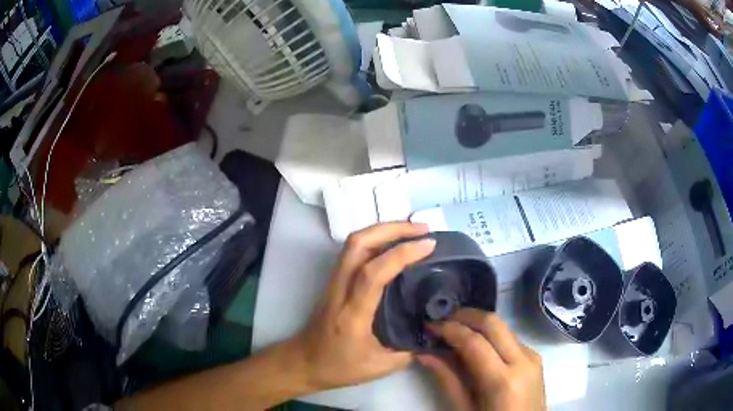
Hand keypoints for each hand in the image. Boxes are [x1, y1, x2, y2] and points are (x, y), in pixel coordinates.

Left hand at [290, 222, 435, 390]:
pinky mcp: (334, 281)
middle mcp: (340, 290)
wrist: (303, 361)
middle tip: (422, 230)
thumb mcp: (378, 367)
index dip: (402, 253)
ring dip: (383, 230)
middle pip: (358, 244)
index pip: (374, 273)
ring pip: (353, 243)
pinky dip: (376, 240)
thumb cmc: (337, 366)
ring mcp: (334, 282)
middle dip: (392, 229)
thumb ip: (407, 352)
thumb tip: (430, 334)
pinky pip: (353, 251)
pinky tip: (394, 246)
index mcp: (352, 313)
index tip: (429, 245)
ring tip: (412, 232)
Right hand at [419, 308, 545, 410]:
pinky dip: (490, 335)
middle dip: (465, 315)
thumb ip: (447, 380)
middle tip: (442, 320)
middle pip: (493, 323)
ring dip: (477, 323)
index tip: (429, 325)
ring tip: (454, 330)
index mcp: (503, 381)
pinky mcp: (535, 357)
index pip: (474, 342)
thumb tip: (424, 353)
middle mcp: (523, 361)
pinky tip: (475, 345)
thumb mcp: (465, 409)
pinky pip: (510, 338)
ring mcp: (532, 356)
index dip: (449, 329)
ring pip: (502, 327)